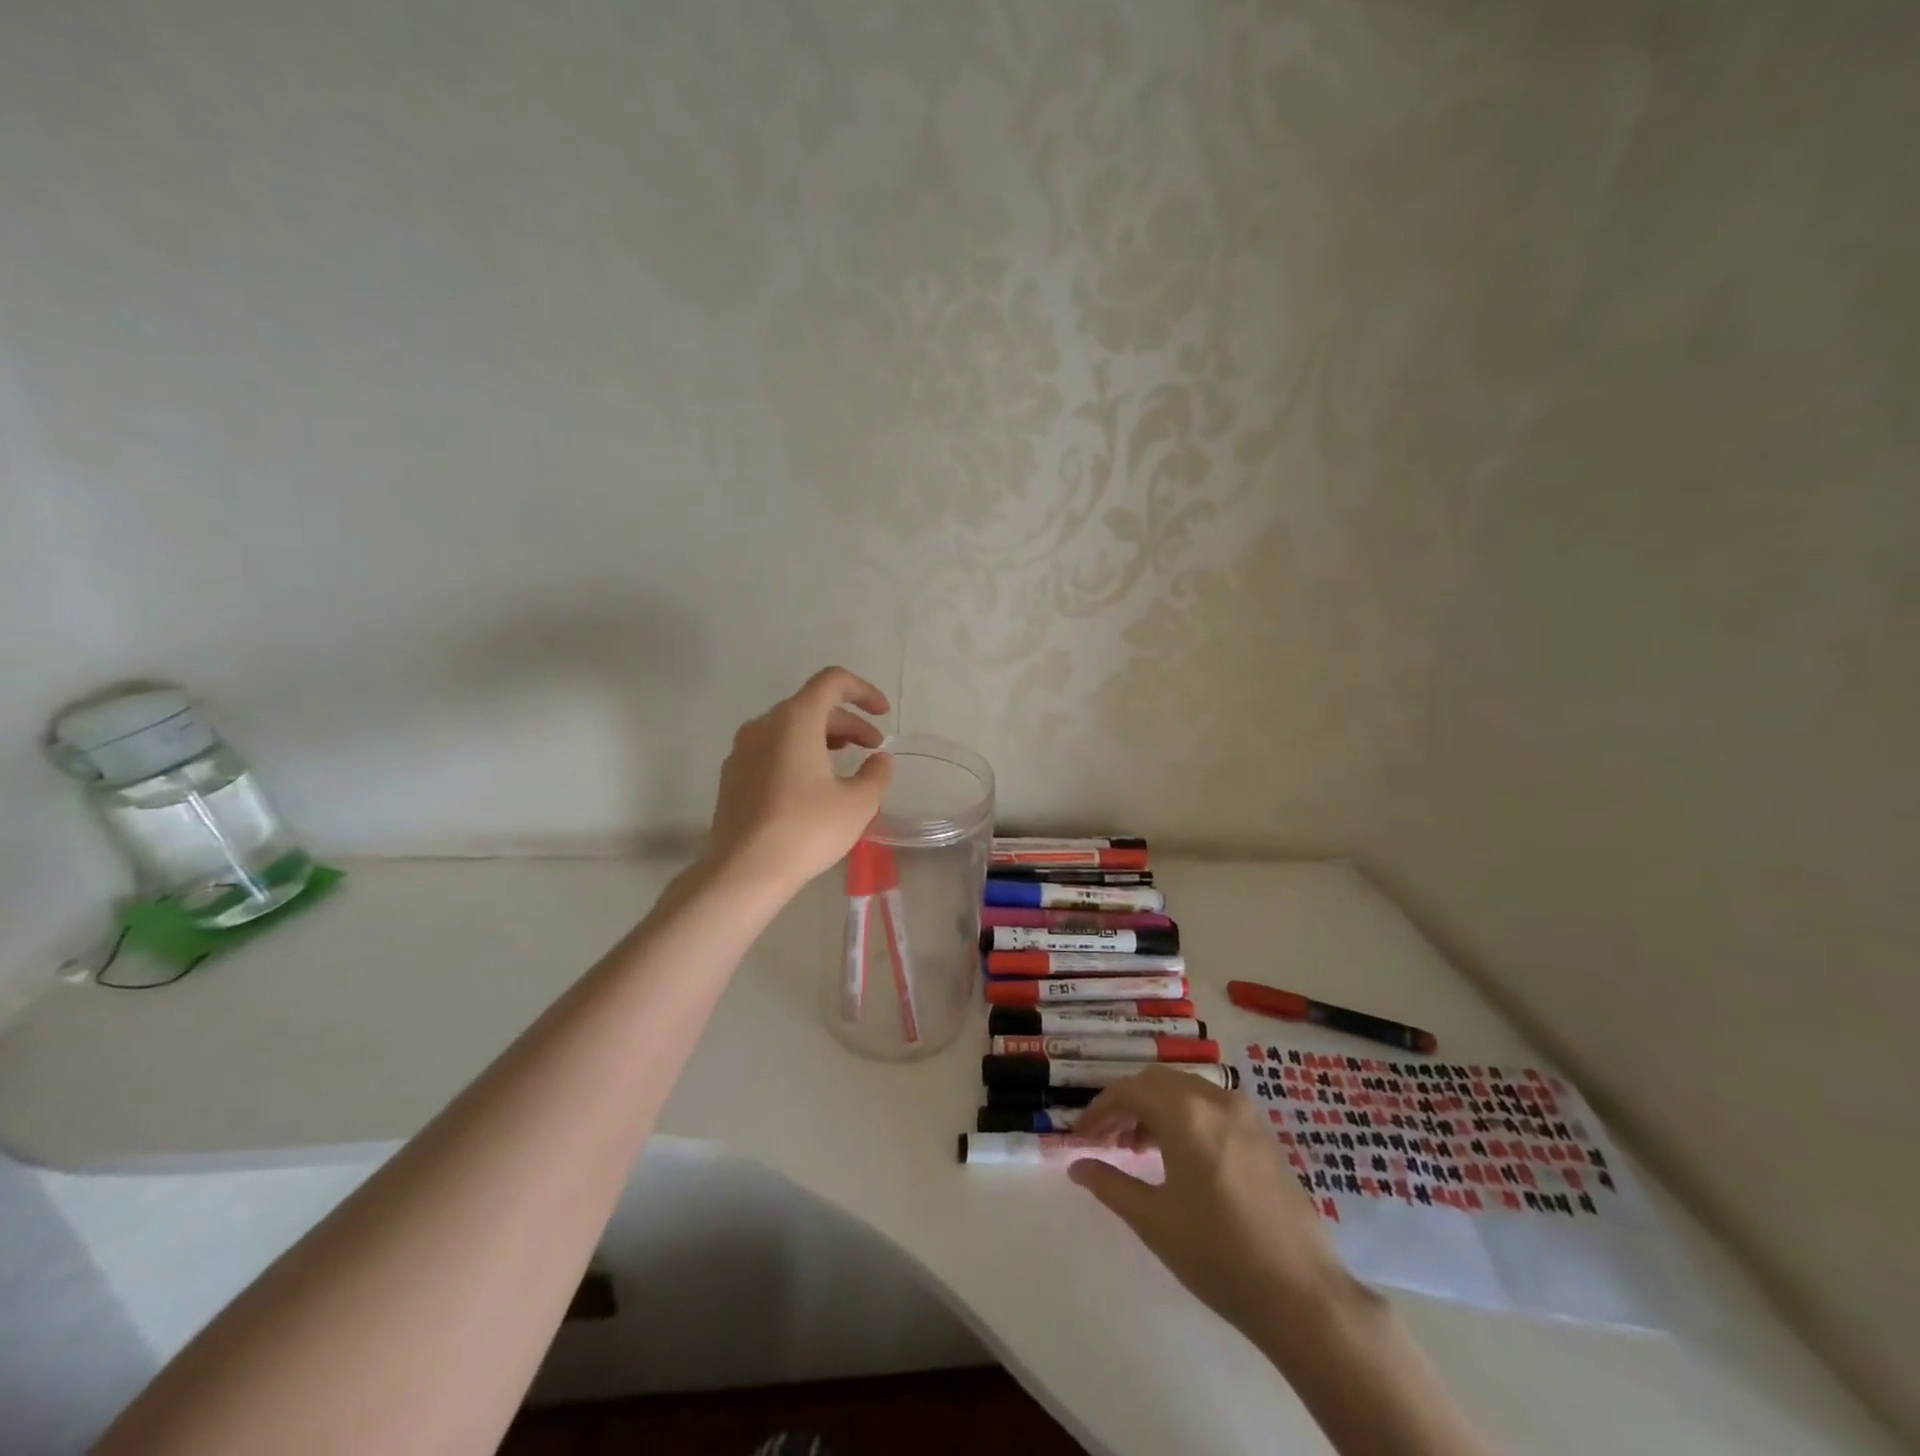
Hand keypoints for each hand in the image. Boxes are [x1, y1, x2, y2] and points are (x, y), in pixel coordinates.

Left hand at [707, 667, 893, 893]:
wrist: (743, 870)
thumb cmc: (806, 829)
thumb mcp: (858, 803)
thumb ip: (876, 774)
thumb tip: (879, 759)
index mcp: (795, 720)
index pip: (832, 682)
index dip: (863, 691)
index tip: (883, 714)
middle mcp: (764, 725)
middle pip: (812, 706)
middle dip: (848, 723)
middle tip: (873, 748)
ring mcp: (742, 750)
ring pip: (790, 729)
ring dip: (824, 738)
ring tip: (847, 765)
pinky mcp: (733, 776)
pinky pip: (772, 750)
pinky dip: (799, 755)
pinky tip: (813, 787)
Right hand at [1069, 1067, 1364, 1346]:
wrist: (1302, 1294)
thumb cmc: (1218, 1256)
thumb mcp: (1154, 1221)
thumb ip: (1110, 1184)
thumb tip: (1077, 1166)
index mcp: (1185, 1113)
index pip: (1128, 1091)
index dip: (1099, 1110)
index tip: (1081, 1137)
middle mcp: (1214, 1099)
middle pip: (1156, 1082)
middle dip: (1126, 1105)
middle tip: (1106, 1140)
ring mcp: (1244, 1114)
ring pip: (1185, 1090)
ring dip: (1156, 1108)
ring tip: (1138, 1149)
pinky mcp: (1263, 1133)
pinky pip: (1211, 1106)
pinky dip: (1185, 1116)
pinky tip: (1181, 1156)